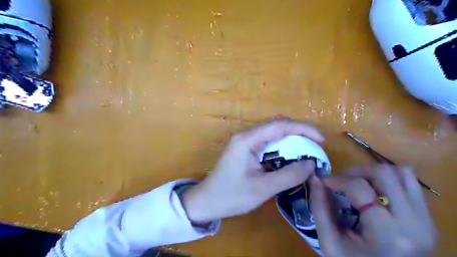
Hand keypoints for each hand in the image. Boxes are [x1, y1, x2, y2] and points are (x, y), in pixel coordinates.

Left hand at [179, 118, 324, 222]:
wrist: (206, 202)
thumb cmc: (231, 196)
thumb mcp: (262, 188)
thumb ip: (288, 175)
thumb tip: (311, 164)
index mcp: (247, 140)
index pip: (280, 125)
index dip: (303, 129)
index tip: (320, 140)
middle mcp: (246, 135)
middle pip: (277, 125)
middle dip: (299, 132)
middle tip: (315, 145)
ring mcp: (245, 141)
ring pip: (273, 133)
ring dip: (291, 139)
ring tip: (307, 151)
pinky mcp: (245, 149)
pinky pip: (267, 142)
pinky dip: (282, 147)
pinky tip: (290, 157)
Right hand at [310, 165, 434, 256]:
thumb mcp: (330, 242)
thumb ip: (320, 209)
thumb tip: (315, 179)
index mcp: (387, 234)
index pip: (360, 188)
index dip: (337, 179)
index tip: (323, 181)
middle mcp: (414, 222)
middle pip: (384, 173)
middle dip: (355, 171)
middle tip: (341, 181)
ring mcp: (425, 219)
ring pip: (401, 173)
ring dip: (373, 172)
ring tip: (357, 184)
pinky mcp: (428, 217)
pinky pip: (409, 182)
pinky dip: (388, 178)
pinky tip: (374, 190)